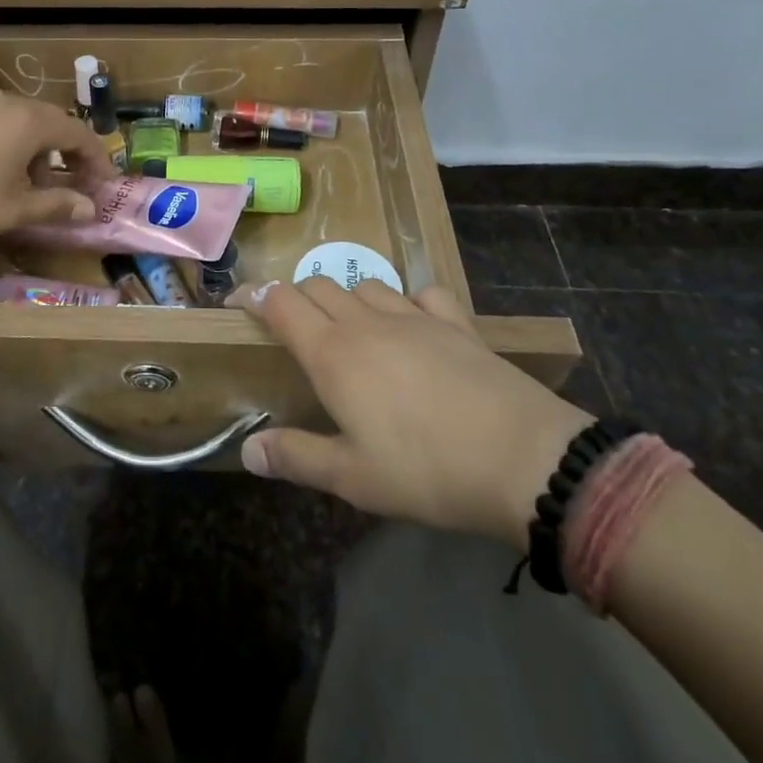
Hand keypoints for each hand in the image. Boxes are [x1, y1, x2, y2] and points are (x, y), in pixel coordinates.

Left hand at [0, 91, 112, 237]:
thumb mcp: (13, 210)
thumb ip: (58, 205)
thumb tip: (90, 208)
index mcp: (29, 121)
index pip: (78, 133)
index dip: (96, 158)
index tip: (104, 182)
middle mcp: (6, 100)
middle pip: (49, 122)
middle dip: (64, 152)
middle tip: (67, 182)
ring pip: (18, 119)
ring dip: (32, 146)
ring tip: (21, 180)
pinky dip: (2, 138)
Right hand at [231, 278, 593, 548]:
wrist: (523, 459)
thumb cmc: (425, 470)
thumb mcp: (353, 478)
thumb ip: (296, 457)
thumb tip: (248, 450)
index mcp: (333, 353)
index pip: (281, 304)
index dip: (255, 296)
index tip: (238, 302)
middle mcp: (366, 323)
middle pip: (318, 286)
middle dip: (296, 297)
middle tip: (292, 326)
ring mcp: (415, 317)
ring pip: (366, 284)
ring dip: (347, 297)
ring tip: (349, 326)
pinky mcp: (457, 323)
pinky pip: (424, 293)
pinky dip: (409, 300)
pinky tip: (414, 323)